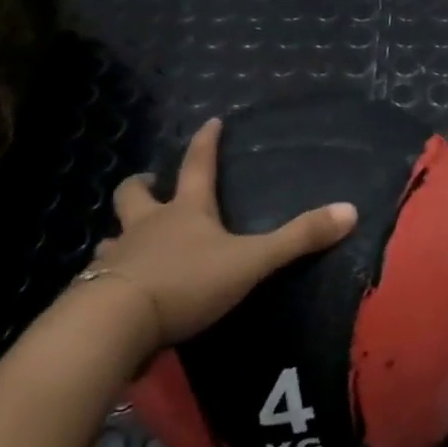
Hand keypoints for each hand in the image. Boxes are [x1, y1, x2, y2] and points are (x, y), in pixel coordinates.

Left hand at [85, 118, 356, 359]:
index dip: (206, 142)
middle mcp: (147, 226)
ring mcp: (117, 258)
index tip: (211, 122)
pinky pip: (101, 277)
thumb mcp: (251, 260)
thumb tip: (350, 210)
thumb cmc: (187, 282)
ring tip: (129, 242)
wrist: (116, 324)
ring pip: (114, 236)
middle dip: (143, 185)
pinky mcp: (97, 293)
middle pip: (136, 194)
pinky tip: (118, 289)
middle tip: (152, 182)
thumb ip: (298, 239)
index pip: (197, 165)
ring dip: (122, 234)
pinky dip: (109, 276)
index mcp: (185, 211)